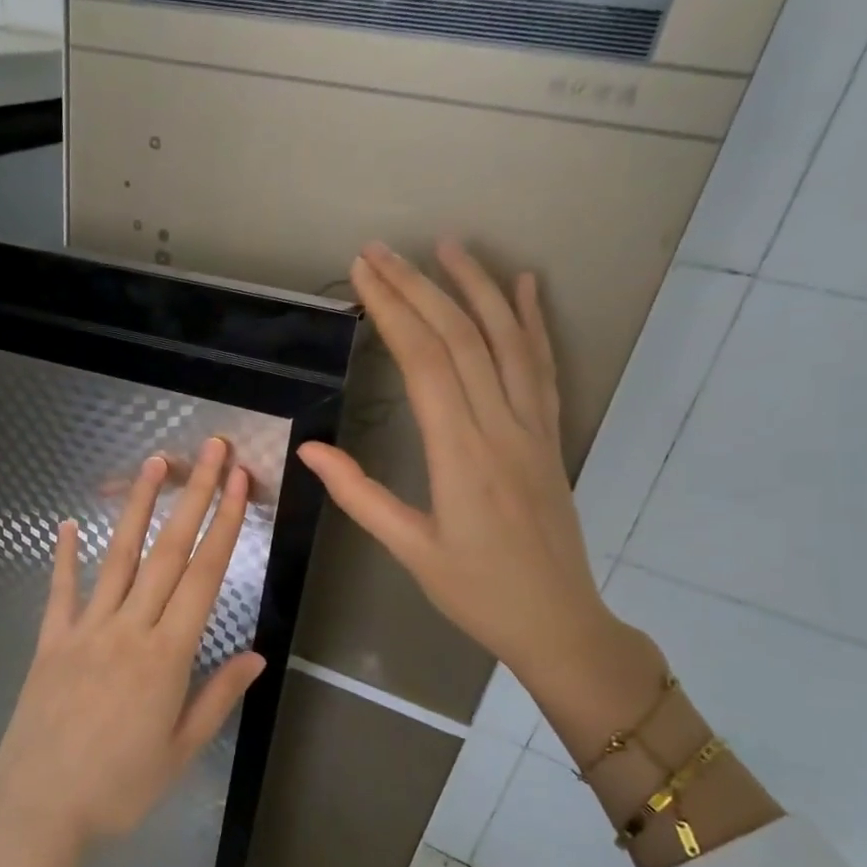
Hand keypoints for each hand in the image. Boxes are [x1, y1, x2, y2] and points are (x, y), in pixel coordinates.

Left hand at [0, 437, 267, 857]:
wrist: (36, 812)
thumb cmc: (118, 791)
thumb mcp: (179, 752)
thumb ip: (217, 697)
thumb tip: (257, 654)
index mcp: (167, 656)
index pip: (203, 576)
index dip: (225, 525)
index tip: (240, 484)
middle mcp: (128, 629)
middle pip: (167, 553)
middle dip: (195, 497)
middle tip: (212, 451)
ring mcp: (84, 630)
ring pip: (117, 557)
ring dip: (138, 507)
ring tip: (154, 464)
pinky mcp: (49, 642)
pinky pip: (60, 591)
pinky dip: (64, 556)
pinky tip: (66, 524)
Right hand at [298, 242, 635, 699]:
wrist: (557, 621)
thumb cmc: (476, 592)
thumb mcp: (409, 550)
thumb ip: (359, 494)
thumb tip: (309, 449)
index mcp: (460, 455)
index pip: (423, 362)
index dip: (392, 310)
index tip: (364, 273)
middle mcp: (501, 427)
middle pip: (460, 339)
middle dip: (418, 287)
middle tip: (382, 250)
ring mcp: (533, 427)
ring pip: (506, 341)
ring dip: (476, 288)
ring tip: (449, 245)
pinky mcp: (550, 435)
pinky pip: (543, 366)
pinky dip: (532, 321)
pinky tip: (523, 286)